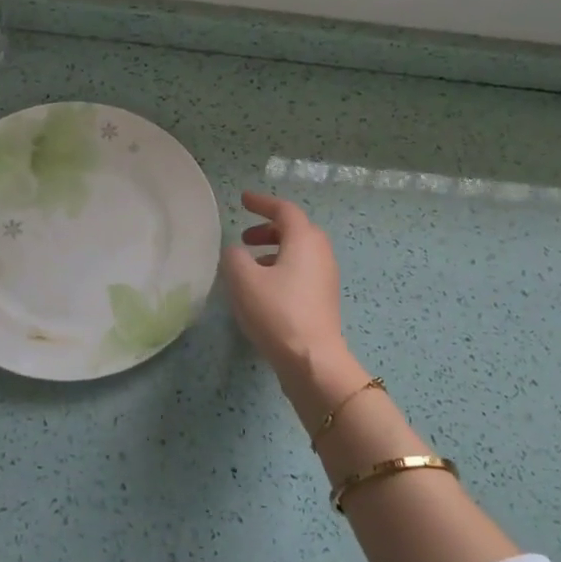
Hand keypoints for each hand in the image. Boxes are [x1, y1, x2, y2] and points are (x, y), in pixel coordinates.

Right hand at [220, 192, 364, 415]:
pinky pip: (302, 272)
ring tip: (250, 266)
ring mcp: (326, 278)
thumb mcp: (243, 280)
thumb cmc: (277, 312)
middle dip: (270, 229)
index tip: (243, 201)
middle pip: (296, 230)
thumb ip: (234, 257)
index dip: (262, 203)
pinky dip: (282, 270)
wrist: (312, 360)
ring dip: (275, 251)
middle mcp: (321, 253)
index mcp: (304, 240)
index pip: (284, 210)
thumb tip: (237, 252)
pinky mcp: (324, 300)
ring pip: (299, 253)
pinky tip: (264, 291)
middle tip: (245, 238)